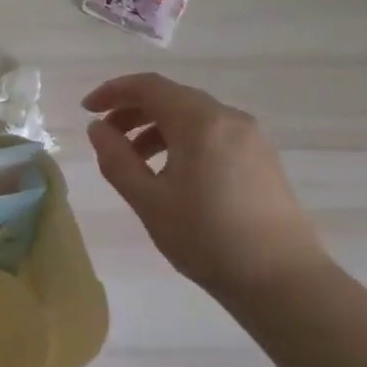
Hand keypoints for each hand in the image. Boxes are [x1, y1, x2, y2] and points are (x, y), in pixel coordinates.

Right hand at [84, 73, 326, 300]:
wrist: (281, 279)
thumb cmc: (206, 239)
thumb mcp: (149, 201)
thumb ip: (117, 159)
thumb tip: (97, 128)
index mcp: (200, 122)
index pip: (149, 86)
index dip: (113, 92)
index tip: (86, 110)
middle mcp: (229, 118)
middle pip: (172, 97)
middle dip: (133, 111)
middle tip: (105, 138)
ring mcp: (251, 137)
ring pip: (194, 116)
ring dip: (157, 128)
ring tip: (134, 161)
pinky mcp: (261, 158)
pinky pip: (213, 134)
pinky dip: (183, 140)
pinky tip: (171, 173)